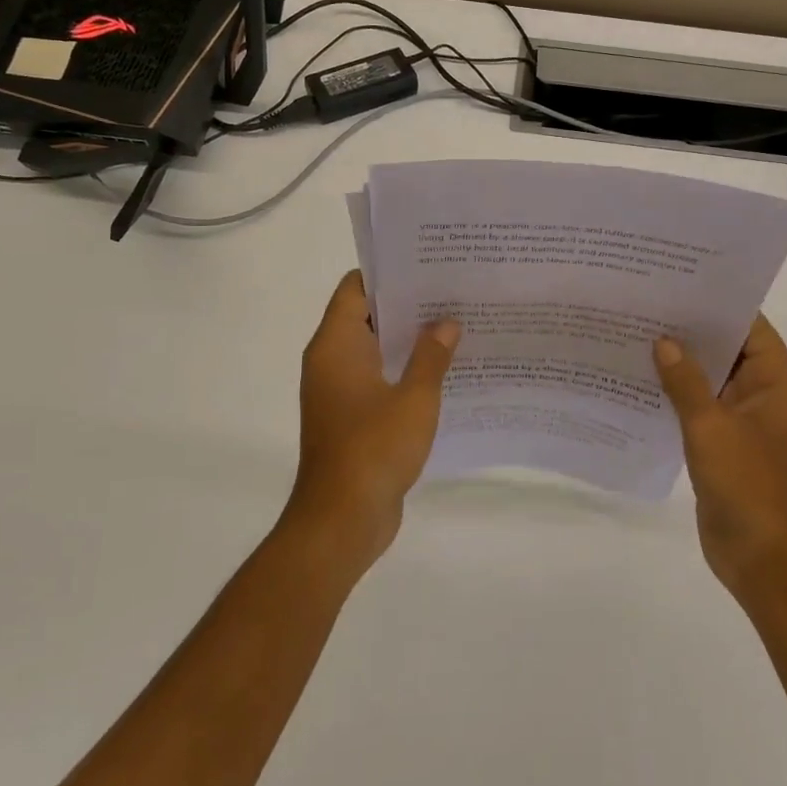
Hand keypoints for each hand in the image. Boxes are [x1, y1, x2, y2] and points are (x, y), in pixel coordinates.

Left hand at [286, 271, 459, 571]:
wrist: (342, 519)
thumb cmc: (375, 449)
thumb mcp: (415, 398)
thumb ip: (431, 356)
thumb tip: (446, 323)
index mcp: (336, 345)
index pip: (355, 289)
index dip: (388, 273)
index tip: (427, 266)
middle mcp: (331, 361)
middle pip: (366, 316)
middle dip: (407, 305)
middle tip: (452, 294)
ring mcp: (338, 391)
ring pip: (375, 350)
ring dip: (408, 341)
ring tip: (455, 327)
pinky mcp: (350, 418)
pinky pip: (377, 380)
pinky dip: (403, 371)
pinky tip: (443, 373)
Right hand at [654, 316, 786, 597]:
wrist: (767, 563)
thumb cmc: (750, 487)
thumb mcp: (712, 428)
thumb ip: (686, 383)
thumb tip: (664, 342)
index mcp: (778, 385)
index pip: (751, 329)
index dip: (718, 305)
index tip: (679, 284)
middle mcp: (766, 399)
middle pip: (729, 353)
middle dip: (691, 334)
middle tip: (645, 308)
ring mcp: (747, 426)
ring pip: (712, 384)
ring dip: (681, 368)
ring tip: (634, 339)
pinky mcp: (728, 450)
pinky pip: (702, 413)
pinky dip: (677, 400)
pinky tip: (640, 387)